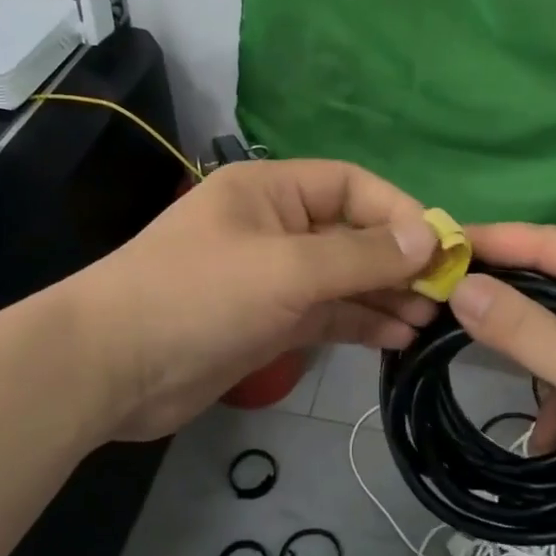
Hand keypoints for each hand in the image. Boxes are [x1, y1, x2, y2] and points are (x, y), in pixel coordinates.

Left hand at [76, 159, 439, 439]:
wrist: (110, 370)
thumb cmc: (199, 296)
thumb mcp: (287, 269)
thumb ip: (360, 255)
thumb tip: (428, 239)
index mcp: (272, 192)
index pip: (351, 185)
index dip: (398, 211)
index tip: (439, 247)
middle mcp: (276, 227)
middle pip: (352, 233)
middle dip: (397, 261)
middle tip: (444, 293)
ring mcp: (273, 278)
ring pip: (344, 279)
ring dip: (386, 295)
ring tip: (430, 320)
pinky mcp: (270, 322)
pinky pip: (328, 314)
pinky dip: (362, 322)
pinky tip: (398, 337)